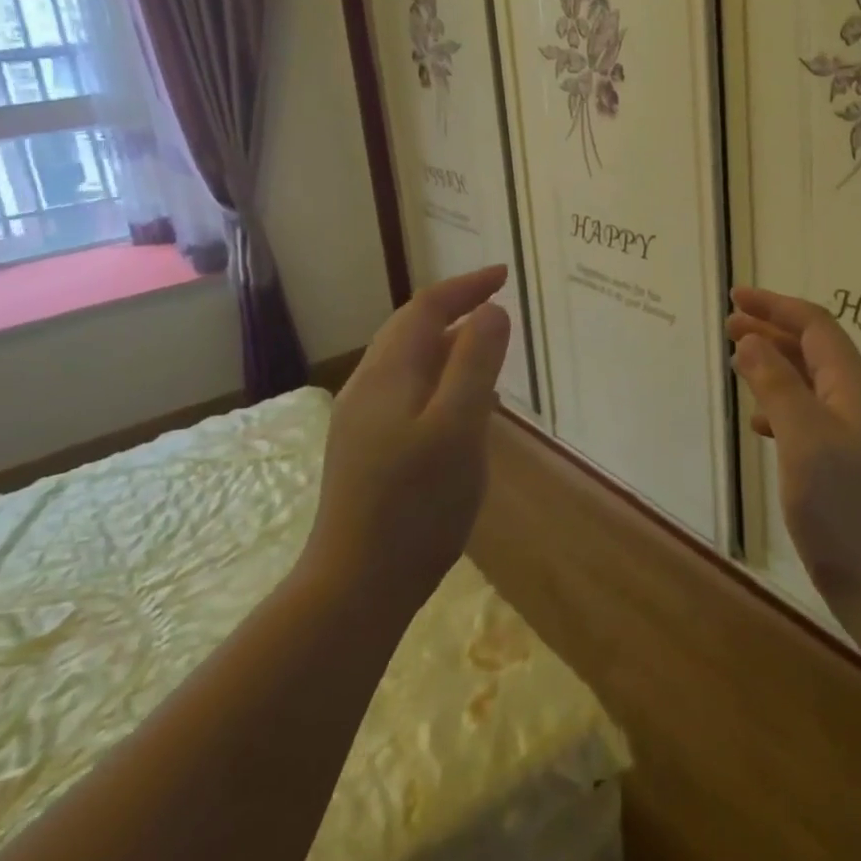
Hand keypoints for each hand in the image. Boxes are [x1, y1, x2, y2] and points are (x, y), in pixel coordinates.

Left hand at [304, 266, 512, 607]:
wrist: (356, 585)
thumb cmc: (416, 505)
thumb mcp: (458, 428)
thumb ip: (475, 364)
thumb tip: (491, 310)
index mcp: (388, 374)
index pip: (426, 308)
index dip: (466, 286)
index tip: (505, 275)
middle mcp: (368, 387)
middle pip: (411, 329)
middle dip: (454, 308)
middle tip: (497, 303)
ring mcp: (363, 420)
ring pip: (409, 361)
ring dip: (448, 343)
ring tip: (488, 347)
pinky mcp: (367, 449)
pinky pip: (408, 391)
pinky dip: (440, 377)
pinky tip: (462, 404)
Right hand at [727, 287, 860, 634]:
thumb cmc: (845, 511)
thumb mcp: (804, 440)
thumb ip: (777, 386)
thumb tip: (751, 340)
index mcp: (856, 389)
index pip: (816, 327)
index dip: (776, 306)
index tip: (736, 298)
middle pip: (815, 351)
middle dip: (772, 333)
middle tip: (730, 326)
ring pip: (813, 385)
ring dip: (776, 368)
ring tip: (739, 365)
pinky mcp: (853, 469)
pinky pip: (814, 419)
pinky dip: (785, 408)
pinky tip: (763, 425)